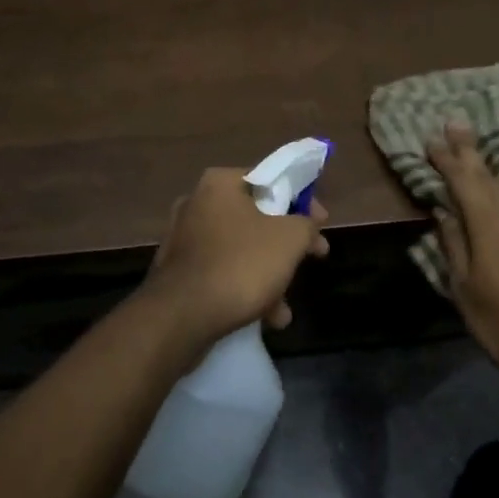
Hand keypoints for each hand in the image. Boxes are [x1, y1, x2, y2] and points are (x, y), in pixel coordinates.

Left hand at [140, 167, 330, 352]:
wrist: (182, 316)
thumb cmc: (241, 265)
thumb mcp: (289, 239)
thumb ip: (306, 223)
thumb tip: (307, 223)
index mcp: (220, 183)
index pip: (270, 179)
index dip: (302, 199)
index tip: (320, 222)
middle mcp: (197, 204)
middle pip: (256, 217)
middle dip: (286, 244)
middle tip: (311, 258)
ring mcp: (184, 239)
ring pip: (240, 249)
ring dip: (267, 275)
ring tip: (283, 308)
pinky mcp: (178, 272)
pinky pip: (221, 273)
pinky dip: (243, 289)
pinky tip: (264, 318)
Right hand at [427, 122, 498, 381]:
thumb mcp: (465, 290)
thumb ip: (453, 246)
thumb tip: (443, 212)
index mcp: (487, 223)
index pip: (462, 179)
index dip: (445, 157)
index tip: (432, 138)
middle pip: (490, 170)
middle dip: (470, 147)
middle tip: (457, 122)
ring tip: (496, 152)